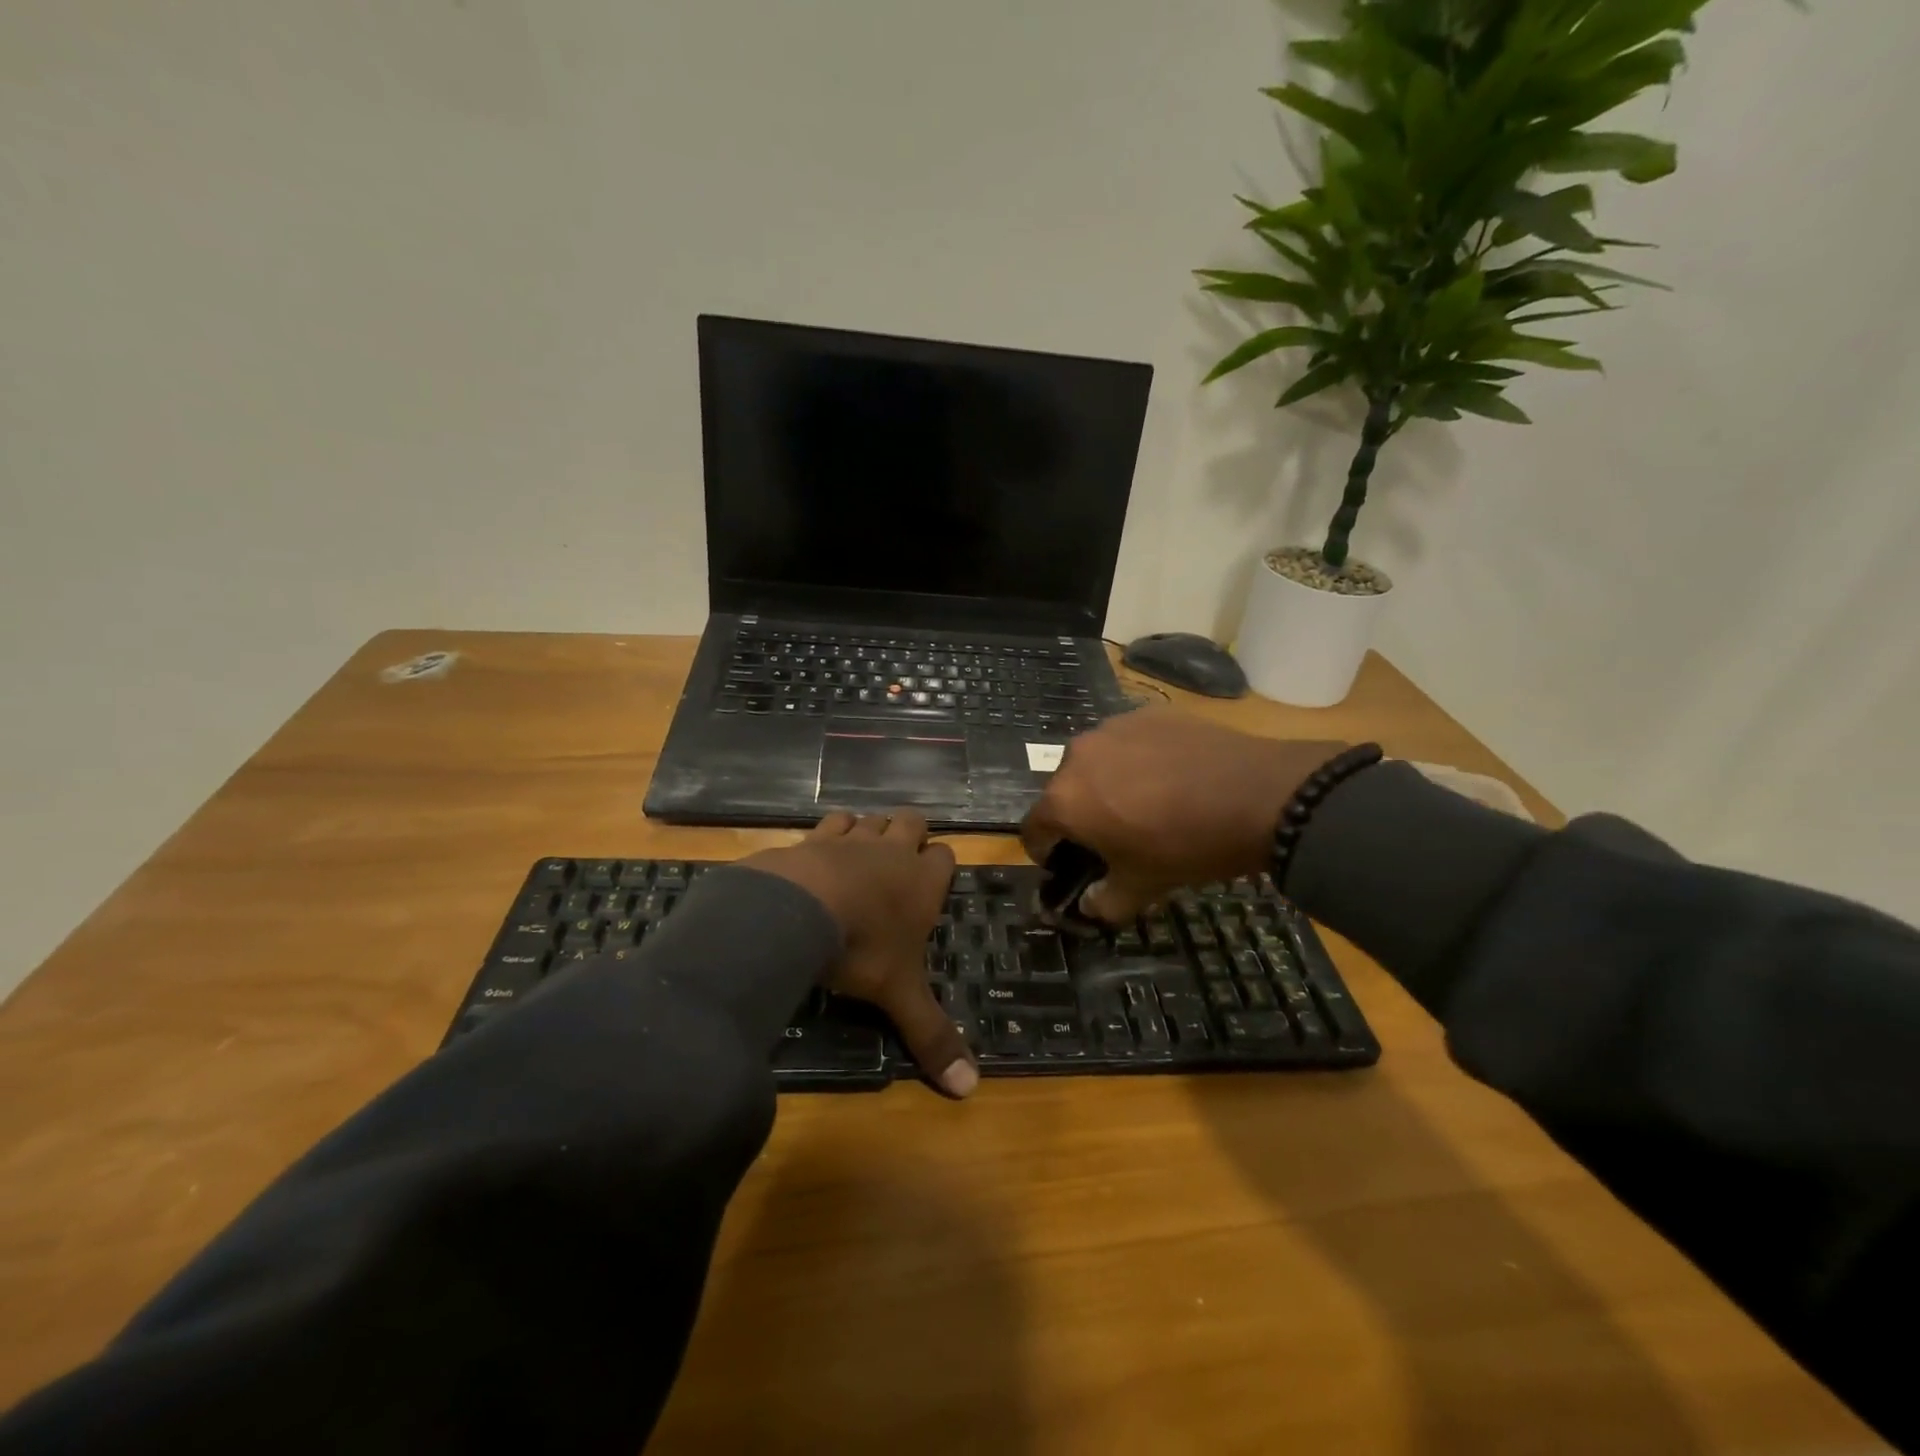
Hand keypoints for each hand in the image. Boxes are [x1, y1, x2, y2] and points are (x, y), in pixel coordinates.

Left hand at [744, 810, 975, 1097]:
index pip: (946, 857)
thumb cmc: (863, 949)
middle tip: (898, 864)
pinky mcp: (814, 837)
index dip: (940, 866)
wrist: (800, 910)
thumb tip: (970, 1090)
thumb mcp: (899, 996)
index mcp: (923, 882)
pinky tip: (821, 852)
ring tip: (861, 857)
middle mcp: (893, 852)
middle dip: (910, 835)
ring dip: (871, 831)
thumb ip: (932, 1036)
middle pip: (913, 822)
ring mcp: (853, 839)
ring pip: (872, 819)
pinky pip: (831, 822)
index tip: (932, 883)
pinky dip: (831, 833)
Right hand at [1020, 707, 1343, 922]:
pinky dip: (1135, 760)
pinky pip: (1127, 742)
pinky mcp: (1147, 713)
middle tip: (1114, 836)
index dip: (1046, 852)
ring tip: (1146, 802)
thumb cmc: (1187, 845)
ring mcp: (1112, 728)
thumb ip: (1105, 902)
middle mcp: (1077, 755)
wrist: (1259, 794)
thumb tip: (1089, 906)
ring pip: (1095, 763)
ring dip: (1106, 784)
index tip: (1067, 864)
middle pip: (1063, 791)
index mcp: (1065, 800)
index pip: (1033, 829)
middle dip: (1079, 815)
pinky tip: (1170, 776)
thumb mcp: (1144, 887)